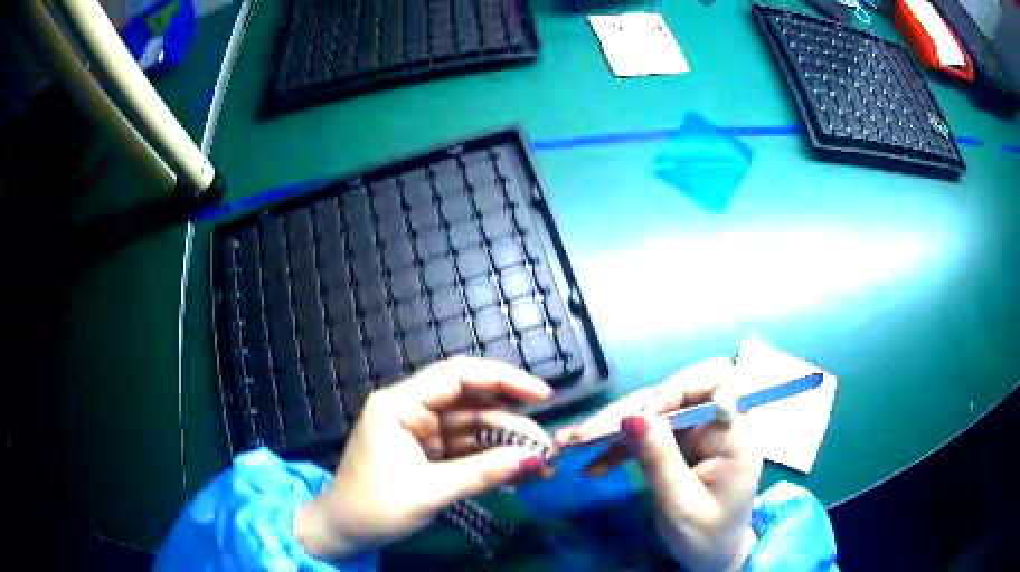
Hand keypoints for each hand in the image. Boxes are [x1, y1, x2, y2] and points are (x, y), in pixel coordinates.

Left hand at [294, 357, 553, 558]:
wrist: (344, 532)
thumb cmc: (375, 507)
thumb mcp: (430, 491)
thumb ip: (484, 473)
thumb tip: (535, 460)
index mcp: (400, 405)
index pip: (458, 376)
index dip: (504, 380)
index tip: (542, 395)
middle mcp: (412, 410)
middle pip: (472, 404)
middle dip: (512, 423)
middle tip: (547, 447)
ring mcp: (421, 433)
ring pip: (474, 429)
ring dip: (508, 446)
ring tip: (543, 465)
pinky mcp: (428, 454)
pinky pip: (467, 451)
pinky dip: (492, 462)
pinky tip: (520, 474)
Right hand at [555, 358, 761, 571]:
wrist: (711, 557)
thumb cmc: (707, 536)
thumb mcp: (682, 505)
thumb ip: (660, 460)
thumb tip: (633, 417)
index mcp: (733, 435)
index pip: (717, 384)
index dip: (680, 388)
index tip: (645, 416)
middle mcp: (716, 425)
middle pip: (675, 396)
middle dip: (630, 411)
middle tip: (586, 432)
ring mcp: (695, 435)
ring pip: (654, 413)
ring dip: (615, 427)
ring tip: (574, 443)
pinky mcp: (678, 447)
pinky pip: (646, 435)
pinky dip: (619, 447)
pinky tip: (594, 465)